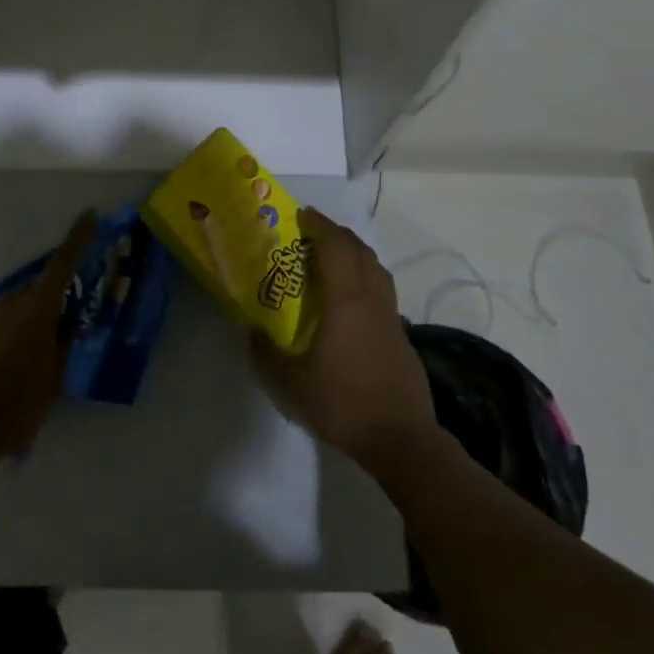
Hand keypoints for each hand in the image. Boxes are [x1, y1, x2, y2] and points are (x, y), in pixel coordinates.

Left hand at [0, 211, 97, 467]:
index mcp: (38, 309)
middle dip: (48, 305)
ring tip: (22, 362)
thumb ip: (63, 343)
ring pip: (12, 308)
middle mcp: (9, 301)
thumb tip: (69, 323)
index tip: (89, 215)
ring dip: (22, 323)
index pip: (63, 263)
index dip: (78, 237)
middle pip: (37, 291)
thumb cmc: (18, 405)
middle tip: (55, 334)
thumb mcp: (54, 377)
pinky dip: (0, 334)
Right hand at [251, 208, 438, 471]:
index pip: (336, 248)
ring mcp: (392, 317)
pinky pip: (383, 291)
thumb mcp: (290, 384)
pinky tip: (351, 300)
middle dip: (337, 233)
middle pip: (360, 251)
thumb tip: (251, 331)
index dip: (319, 226)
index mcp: (346, 302)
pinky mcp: (402, 336)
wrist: (401, 439)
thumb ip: (266, 354)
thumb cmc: (343, 404)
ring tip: (333, 256)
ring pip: (377, 269)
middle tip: (314, 230)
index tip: (302, 214)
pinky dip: (365, 278)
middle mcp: (372, 300)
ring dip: (355, 253)